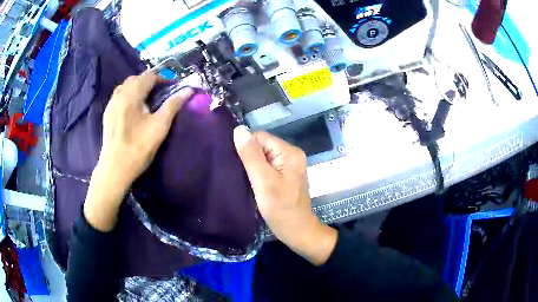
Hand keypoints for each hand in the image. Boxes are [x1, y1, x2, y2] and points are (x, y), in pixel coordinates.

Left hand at [84, 72, 193, 231]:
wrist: (115, 168)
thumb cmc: (138, 148)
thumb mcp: (159, 127)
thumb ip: (173, 105)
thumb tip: (188, 90)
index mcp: (132, 95)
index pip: (149, 77)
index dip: (162, 79)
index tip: (171, 87)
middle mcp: (119, 94)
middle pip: (136, 78)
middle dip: (150, 81)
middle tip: (161, 92)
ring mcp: (111, 103)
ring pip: (126, 86)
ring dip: (138, 86)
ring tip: (147, 98)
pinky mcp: (107, 113)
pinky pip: (119, 95)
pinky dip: (129, 94)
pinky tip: (133, 107)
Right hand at [233, 126, 337, 264]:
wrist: (298, 232)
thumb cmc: (281, 209)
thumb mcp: (263, 182)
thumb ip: (251, 156)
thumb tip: (239, 130)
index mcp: (289, 152)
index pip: (259, 137)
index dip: (245, 149)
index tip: (236, 166)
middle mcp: (291, 155)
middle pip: (261, 146)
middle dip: (248, 158)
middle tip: (238, 175)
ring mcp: (288, 166)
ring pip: (262, 157)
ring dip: (251, 167)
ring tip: (243, 180)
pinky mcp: (284, 176)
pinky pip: (266, 167)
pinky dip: (256, 174)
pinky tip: (250, 184)